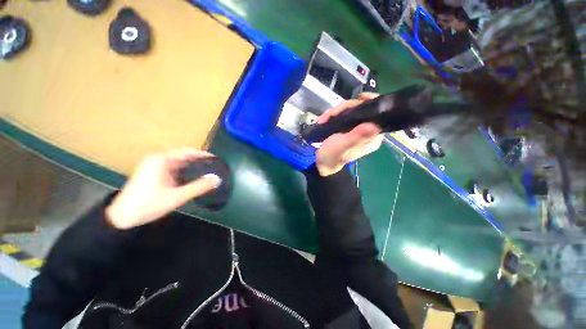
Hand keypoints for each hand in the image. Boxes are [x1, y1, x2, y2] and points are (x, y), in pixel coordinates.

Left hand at [106, 149, 221, 228]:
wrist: (122, 217)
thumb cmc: (148, 205)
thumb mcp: (176, 197)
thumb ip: (198, 187)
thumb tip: (217, 179)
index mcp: (161, 160)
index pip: (187, 151)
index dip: (203, 155)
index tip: (216, 159)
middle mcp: (157, 159)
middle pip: (183, 155)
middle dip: (199, 160)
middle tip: (214, 166)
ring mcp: (154, 166)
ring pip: (179, 162)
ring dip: (192, 166)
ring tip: (207, 171)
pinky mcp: (154, 173)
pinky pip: (174, 168)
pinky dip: (185, 171)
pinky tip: (193, 177)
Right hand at [315, 93, 383, 175]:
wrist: (321, 163)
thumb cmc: (332, 156)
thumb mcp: (343, 146)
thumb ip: (357, 136)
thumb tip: (375, 125)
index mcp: (373, 137)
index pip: (378, 114)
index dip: (370, 102)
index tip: (359, 98)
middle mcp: (369, 131)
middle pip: (363, 109)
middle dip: (345, 108)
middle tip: (330, 114)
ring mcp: (358, 129)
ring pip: (352, 110)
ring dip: (336, 112)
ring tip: (323, 119)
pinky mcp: (349, 128)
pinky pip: (345, 115)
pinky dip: (334, 115)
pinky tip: (325, 119)